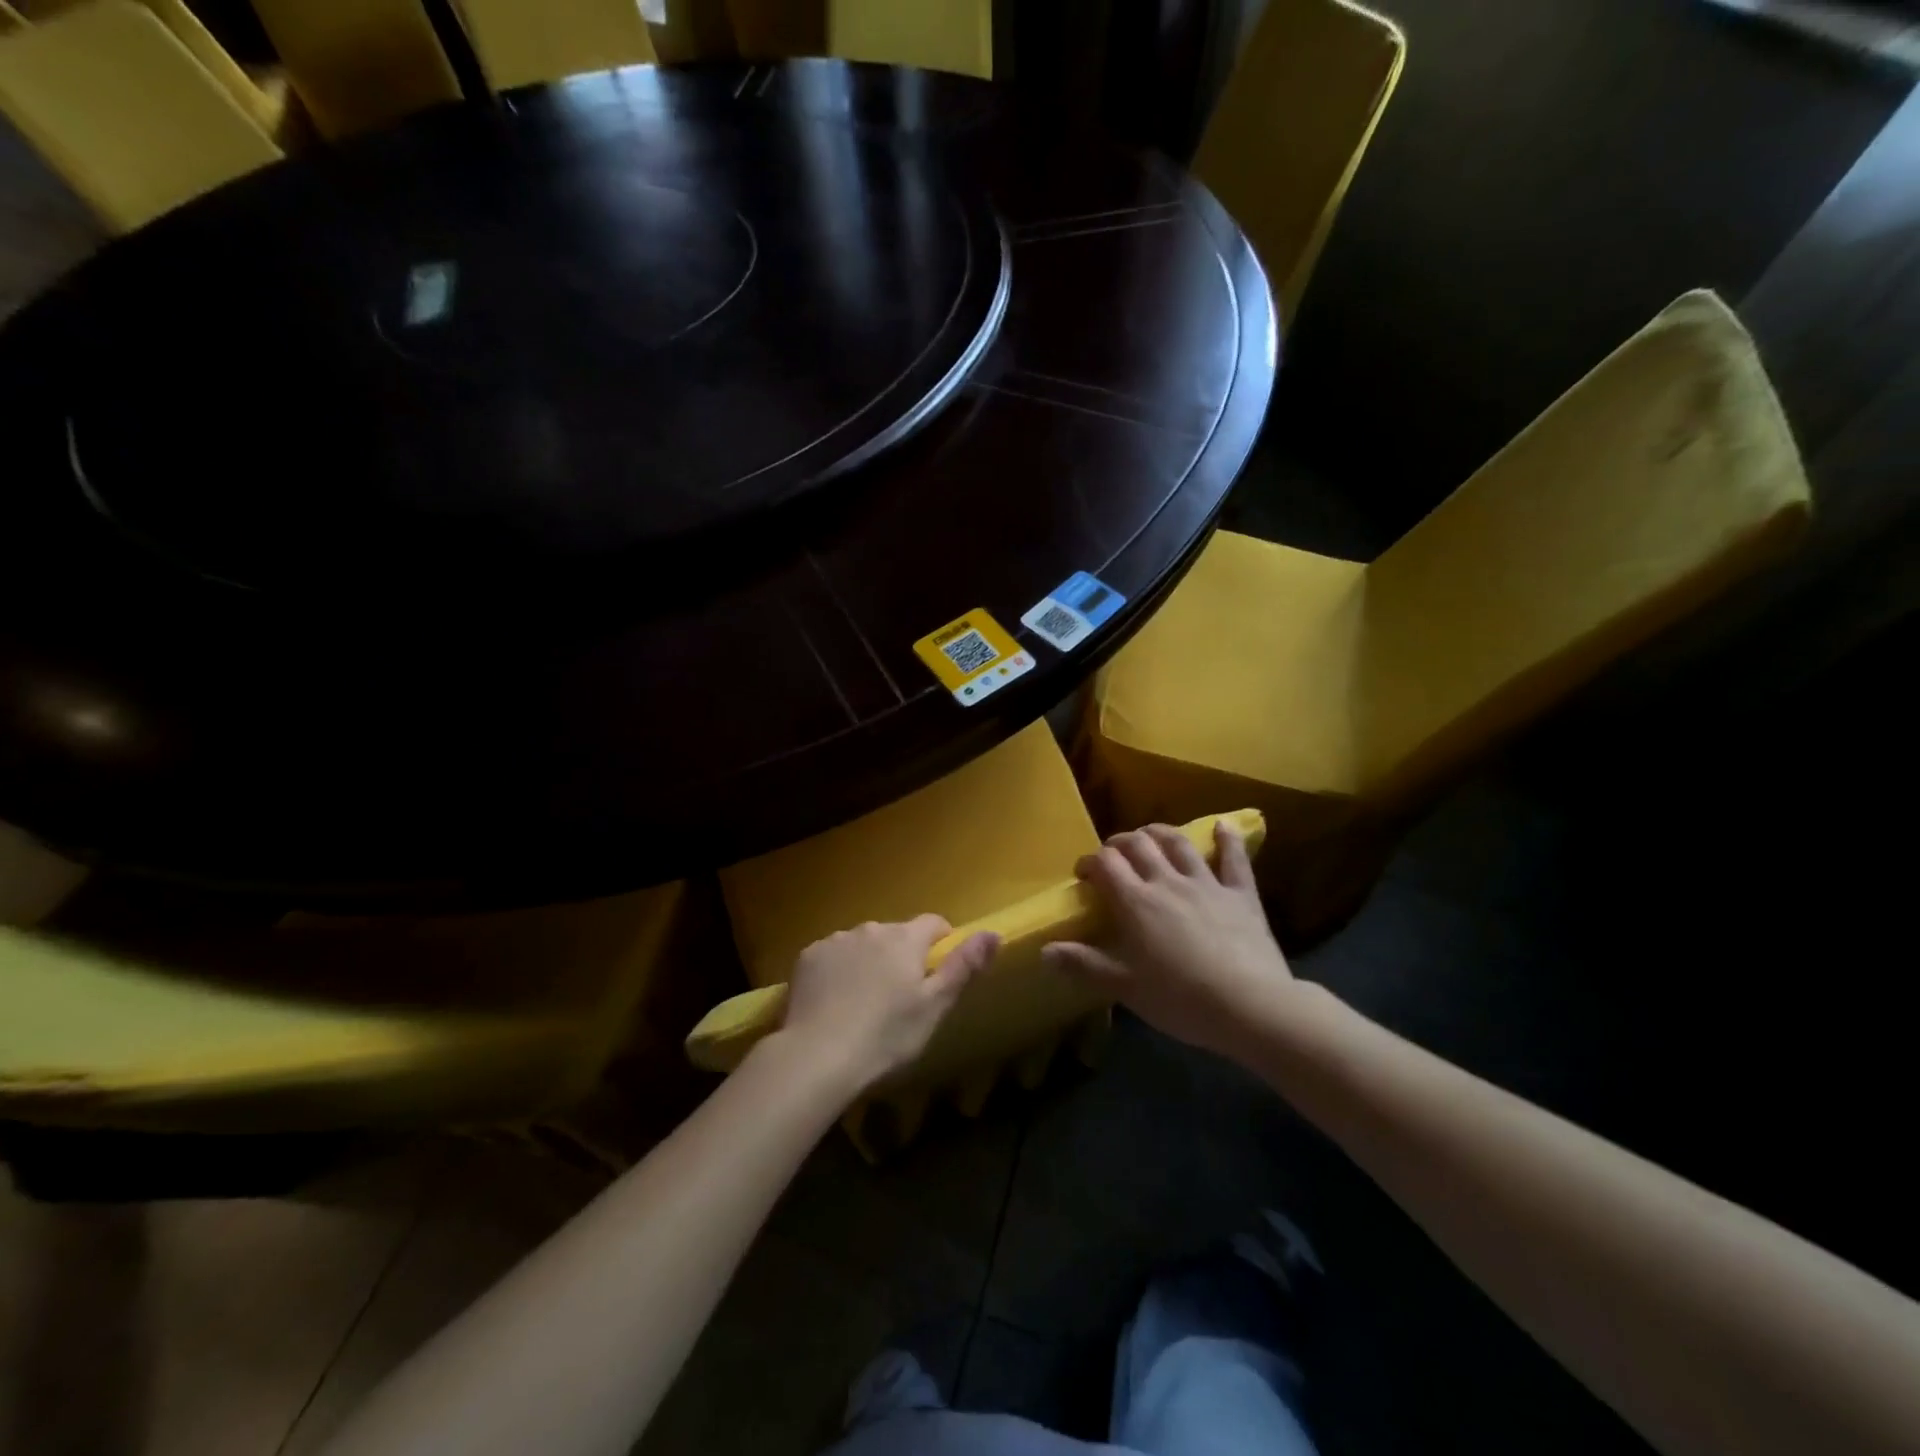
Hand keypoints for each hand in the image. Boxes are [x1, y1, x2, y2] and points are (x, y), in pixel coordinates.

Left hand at [776, 916, 998, 1093]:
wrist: (816, 1056)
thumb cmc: (885, 1036)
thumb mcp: (934, 1007)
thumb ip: (963, 966)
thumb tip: (993, 933)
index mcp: (904, 939)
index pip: (933, 923)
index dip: (941, 941)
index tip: (937, 971)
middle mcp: (870, 929)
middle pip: (895, 935)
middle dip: (901, 956)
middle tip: (899, 998)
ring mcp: (835, 940)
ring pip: (862, 944)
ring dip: (868, 962)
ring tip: (863, 1003)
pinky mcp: (807, 957)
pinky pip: (832, 956)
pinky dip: (838, 971)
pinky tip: (833, 1002)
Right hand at [1041, 822, 1295, 1061]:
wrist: (1250, 1006)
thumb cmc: (1180, 999)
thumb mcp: (1125, 987)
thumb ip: (1084, 965)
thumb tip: (1044, 951)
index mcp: (1136, 902)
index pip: (1105, 863)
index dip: (1090, 862)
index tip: (1083, 874)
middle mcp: (1167, 881)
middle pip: (1139, 845)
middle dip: (1120, 842)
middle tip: (1113, 854)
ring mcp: (1206, 883)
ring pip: (1179, 844)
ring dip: (1160, 832)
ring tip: (1150, 833)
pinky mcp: (1241, 894)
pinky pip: (1234, 859)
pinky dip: (1228, 839)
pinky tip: (1224, 826)